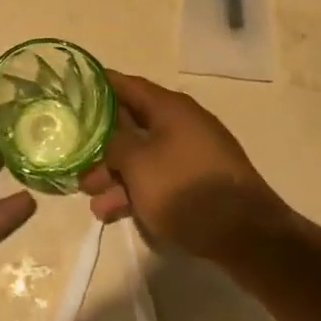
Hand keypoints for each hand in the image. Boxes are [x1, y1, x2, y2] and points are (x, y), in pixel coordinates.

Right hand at [80, 71, 288, 260]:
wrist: (247, 234)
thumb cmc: (185, 188)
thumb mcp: (138, 163)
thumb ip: (115, 143)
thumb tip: (109, 136)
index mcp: (169, 107)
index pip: (127, 85)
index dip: (99, 87)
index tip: (73, 92)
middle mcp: (182, 123)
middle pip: (134, 126)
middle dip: (103, 146)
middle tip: (77, 165)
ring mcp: (194, 154)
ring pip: (145, 158)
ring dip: (117, 177)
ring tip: (93, 203)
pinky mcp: (200, 184)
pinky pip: (161, 179)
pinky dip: (138, 192)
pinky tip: (116, 214)